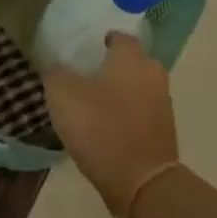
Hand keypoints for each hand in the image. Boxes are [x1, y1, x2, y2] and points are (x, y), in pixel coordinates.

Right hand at [44, 33, 179, 217]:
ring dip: (117, 91)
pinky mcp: (162, 130)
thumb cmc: (100, 127)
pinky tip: (103, 125)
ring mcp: (162, 103)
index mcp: (131, 59)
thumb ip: (55, 73)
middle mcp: (152, 74)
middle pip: (130, 62)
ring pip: (136, 87)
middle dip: (110, 66)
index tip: (83, 48)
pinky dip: (123, 113)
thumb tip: (54, 64)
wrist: (140, 181)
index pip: (119, 36)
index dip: (100, 39)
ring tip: (90, 102)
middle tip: (82, 74)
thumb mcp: (62, 95)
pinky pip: (139, 111)